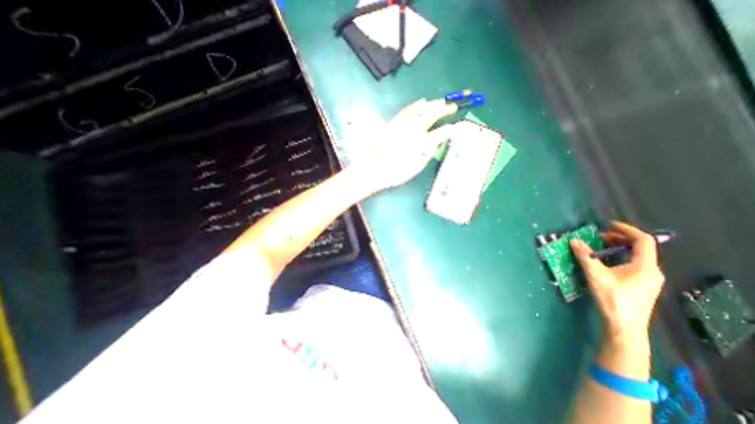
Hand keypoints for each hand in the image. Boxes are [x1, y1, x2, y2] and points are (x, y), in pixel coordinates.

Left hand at [358, 98, 456, 189]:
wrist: (376, 169)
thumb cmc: (398, 172)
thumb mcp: (417, 167)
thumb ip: (429, 153)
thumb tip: (437, 142)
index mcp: (423, 143)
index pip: (443, 132)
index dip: (453, 129)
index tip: (459, 127)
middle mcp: (415, 130)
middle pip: (433, 114)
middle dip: (445, 110)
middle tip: (453, 107)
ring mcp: (404, 124)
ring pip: (421, 108)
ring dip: (433, 104)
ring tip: (441, 102)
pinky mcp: (395, 123)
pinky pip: (407, 110)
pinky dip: (416, 105)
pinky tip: (422, 102)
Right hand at [573, 222, 665, 343]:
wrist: (624, 326)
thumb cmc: (612, 298)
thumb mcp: (595, 275)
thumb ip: (585, 256)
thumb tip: (574, 241)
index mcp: (645, 266)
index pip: (643, 241)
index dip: (626, 229)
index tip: (608, 224)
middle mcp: (651, 271)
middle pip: (640, 248)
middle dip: (619, 238)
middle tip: (599, 237)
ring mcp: (648, 280)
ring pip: (636, 257)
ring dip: (618, 248)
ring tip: (599, 248)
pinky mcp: (642, 286)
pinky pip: (634, 265)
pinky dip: (619, 258)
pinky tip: (605, 263)